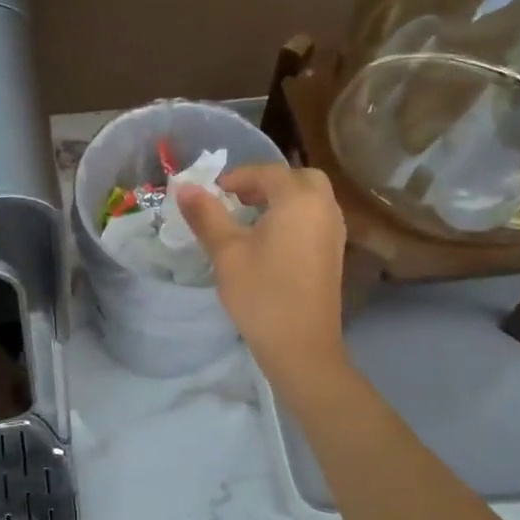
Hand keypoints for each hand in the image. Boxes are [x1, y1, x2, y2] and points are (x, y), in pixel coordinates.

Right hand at [177, 163, 348, 383]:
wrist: (301, 346)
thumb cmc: (261, 294)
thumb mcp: (226, 252)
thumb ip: (206, 215)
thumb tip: (185, 187)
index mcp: (299, 200)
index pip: (268, 172)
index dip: (238, 177)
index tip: (212, 192)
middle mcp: (324, 208)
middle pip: (299, 178)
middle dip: (267, 182)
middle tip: (237, 199)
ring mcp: (334, 232)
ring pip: (310, 198)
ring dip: (282, 198)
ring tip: (249, 218)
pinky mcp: (334, 254)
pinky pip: (315, 218)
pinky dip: (294, 216)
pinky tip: (269, 240)